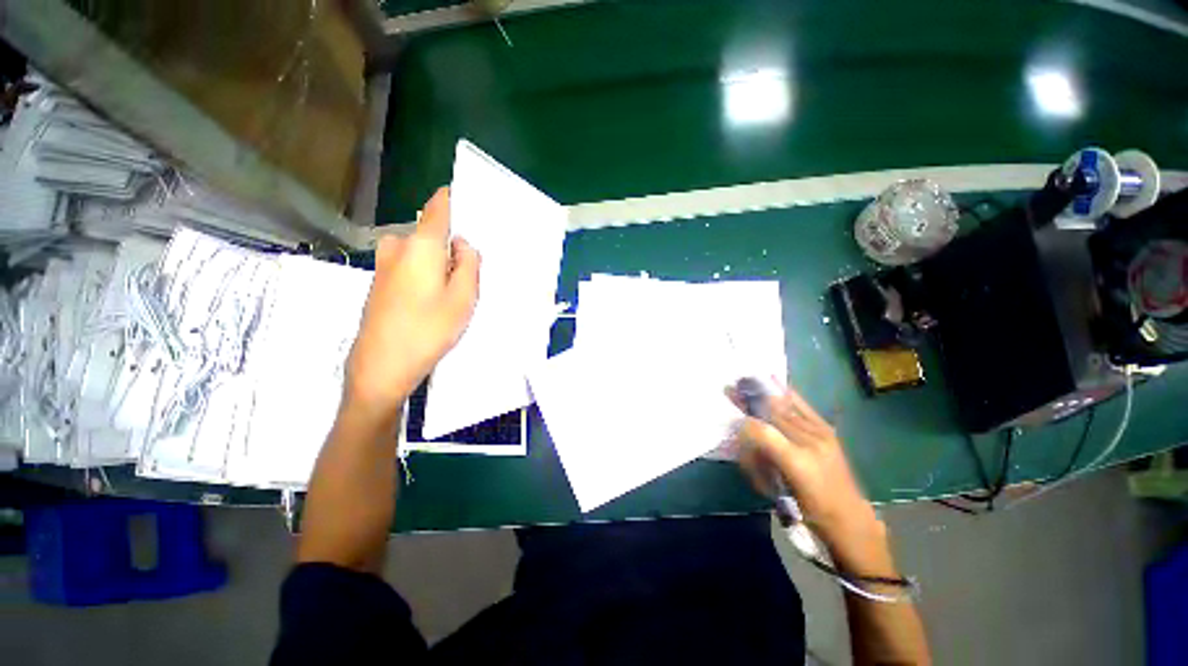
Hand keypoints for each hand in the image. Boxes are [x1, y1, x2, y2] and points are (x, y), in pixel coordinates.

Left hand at [344, 188, 479, 417]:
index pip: (439, 205)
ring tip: (456, 293)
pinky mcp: (380, 281)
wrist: (381, 366)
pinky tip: (435, 301)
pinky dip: (427, 274)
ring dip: (441, 263)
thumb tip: (462, 244)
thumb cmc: (428, 330)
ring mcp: (384, 263)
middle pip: (433, 233)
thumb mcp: (463, 297)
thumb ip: (469, 263)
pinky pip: (411, 265)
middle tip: (472, 274)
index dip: (457, 200)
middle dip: (454, 246)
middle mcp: (397, 245)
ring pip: (423, 252)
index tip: (476, 206)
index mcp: (420, 244)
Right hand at [729, 383, 879, 544]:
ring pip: (785, 408)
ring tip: (746, 382)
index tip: (729, 416)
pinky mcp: (827, 430)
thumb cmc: (807, 508)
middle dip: (750, 399)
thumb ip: (760, 456)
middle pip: (772, 414)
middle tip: (730, 388)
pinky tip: (774, 381)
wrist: (848, 517)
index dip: (744, 420)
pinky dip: (788, 393)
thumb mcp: (777, 488)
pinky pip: (803, 407)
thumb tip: (745, 430)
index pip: (763, 431)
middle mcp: (810, 442)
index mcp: (796, 460)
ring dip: (763, 394)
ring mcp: (821, 434)